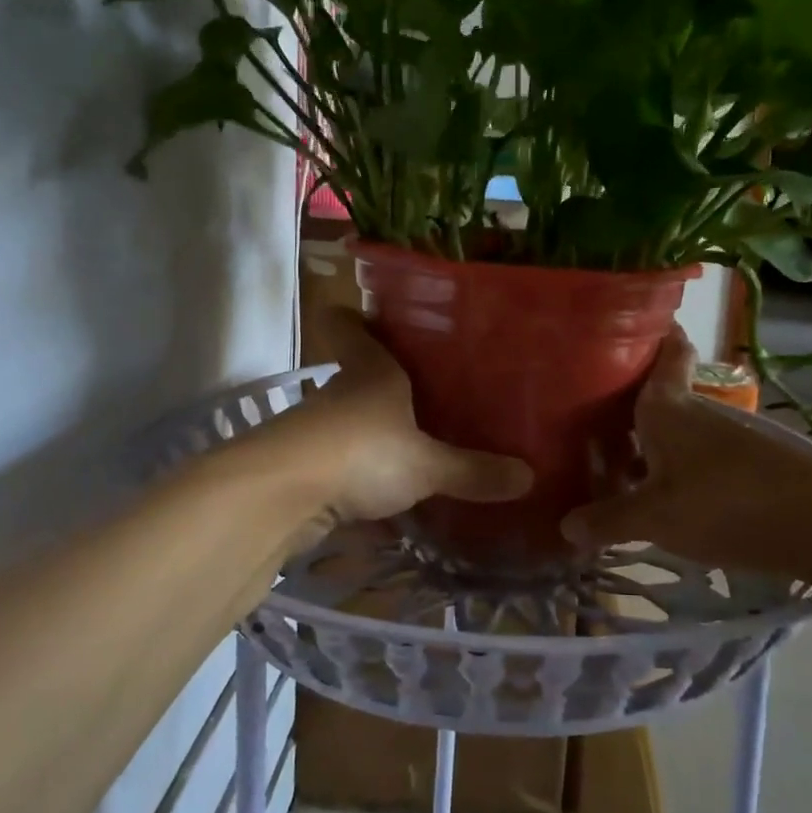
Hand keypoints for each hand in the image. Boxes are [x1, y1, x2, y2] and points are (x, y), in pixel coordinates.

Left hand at [288, 309, 532, 530]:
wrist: (282, 495)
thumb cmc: (363, 451)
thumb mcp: (426, 464)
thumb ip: (473, 471)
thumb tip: (530, 477)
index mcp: (371, 371)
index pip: (353, 328)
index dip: (356, 318)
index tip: (371, 316)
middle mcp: (340, 393)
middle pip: (355, 374)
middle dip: (381, 382)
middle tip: (424, 391)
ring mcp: (316, 430)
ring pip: (347, 421)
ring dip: (371, 432)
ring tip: (413, 444)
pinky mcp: (303, 469)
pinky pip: (339, 465)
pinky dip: (357, 476)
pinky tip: (385, 496)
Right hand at [559, 327, 811, 600]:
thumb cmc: (728, 503)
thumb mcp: (658, 518)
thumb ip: (610, 520)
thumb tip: (565, 526)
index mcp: (670, 405)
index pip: (666, 350)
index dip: (652, 332)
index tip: (631, 323)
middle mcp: (701, 409)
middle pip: (662, 393)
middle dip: (631, 401)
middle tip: (592, 416)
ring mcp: (732, 435)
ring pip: (682, 428)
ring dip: (655, 440)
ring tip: (621, 463)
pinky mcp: (755, 463)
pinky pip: (703, 455)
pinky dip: (681, 465)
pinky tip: (670, 495)